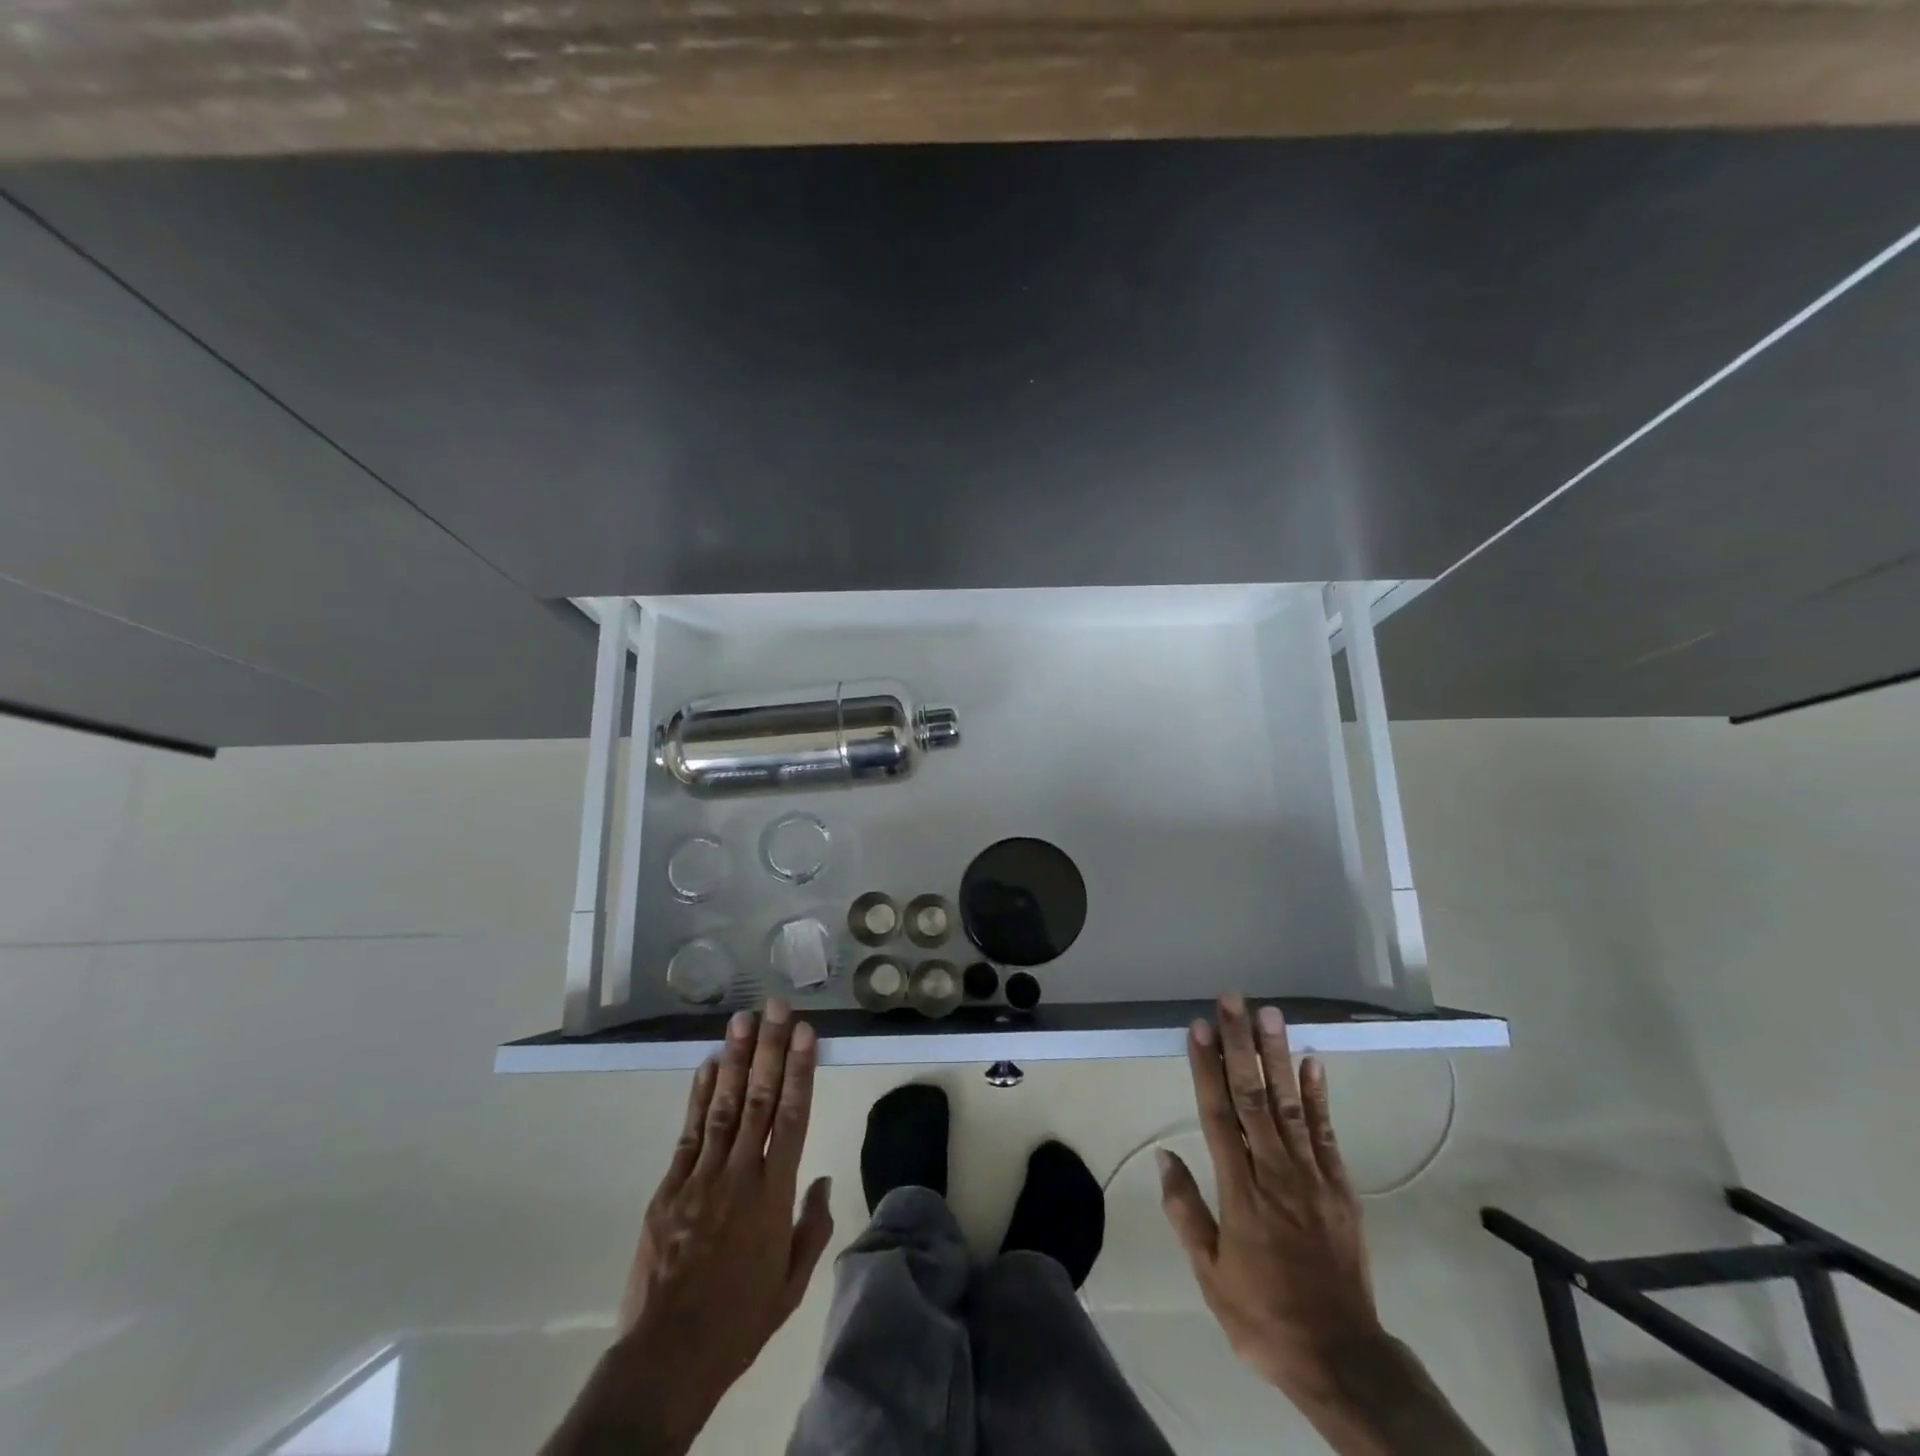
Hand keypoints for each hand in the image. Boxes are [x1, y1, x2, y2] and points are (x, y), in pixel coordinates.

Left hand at [545, 1001, 832, 1455]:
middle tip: (776, 1007)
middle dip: (769, 1049)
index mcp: (773, 1195)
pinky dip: (699, 1097)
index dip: (799, 1070)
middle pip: (758, 1099)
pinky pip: (689, 1133)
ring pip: (723, 1106)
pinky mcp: (669, 1188)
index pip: (792, 1117)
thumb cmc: (739, 1320)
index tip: (805, 1032)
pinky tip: (707, 1067)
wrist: (668, 1356)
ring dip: (734, 1060)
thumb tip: (822, 1180)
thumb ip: (811, 1227)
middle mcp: (739, 1174)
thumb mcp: (791, 1284)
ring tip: (742, 1020)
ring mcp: (700, 1177)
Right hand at [1158, 995, 1382, 1403]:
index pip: (1218, 1115)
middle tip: (1233, 1002)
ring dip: (1278, 1057)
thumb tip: (1165, 1155)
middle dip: (1241, 1045)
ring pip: (1291, 1105)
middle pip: (1254, 1097)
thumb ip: (1186, 1211)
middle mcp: (1276, 1173)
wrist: (1341, 1357)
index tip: (1199, 1028)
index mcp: (1240, 1192)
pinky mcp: (1341, 1188)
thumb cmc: (1263, 1314)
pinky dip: (1320, 1096)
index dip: (1206, 1068)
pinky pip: (1326, 1133)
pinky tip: (1312, 1062)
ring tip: (1270, 1015)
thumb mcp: (1209, 1274)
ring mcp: (1313, 1178)